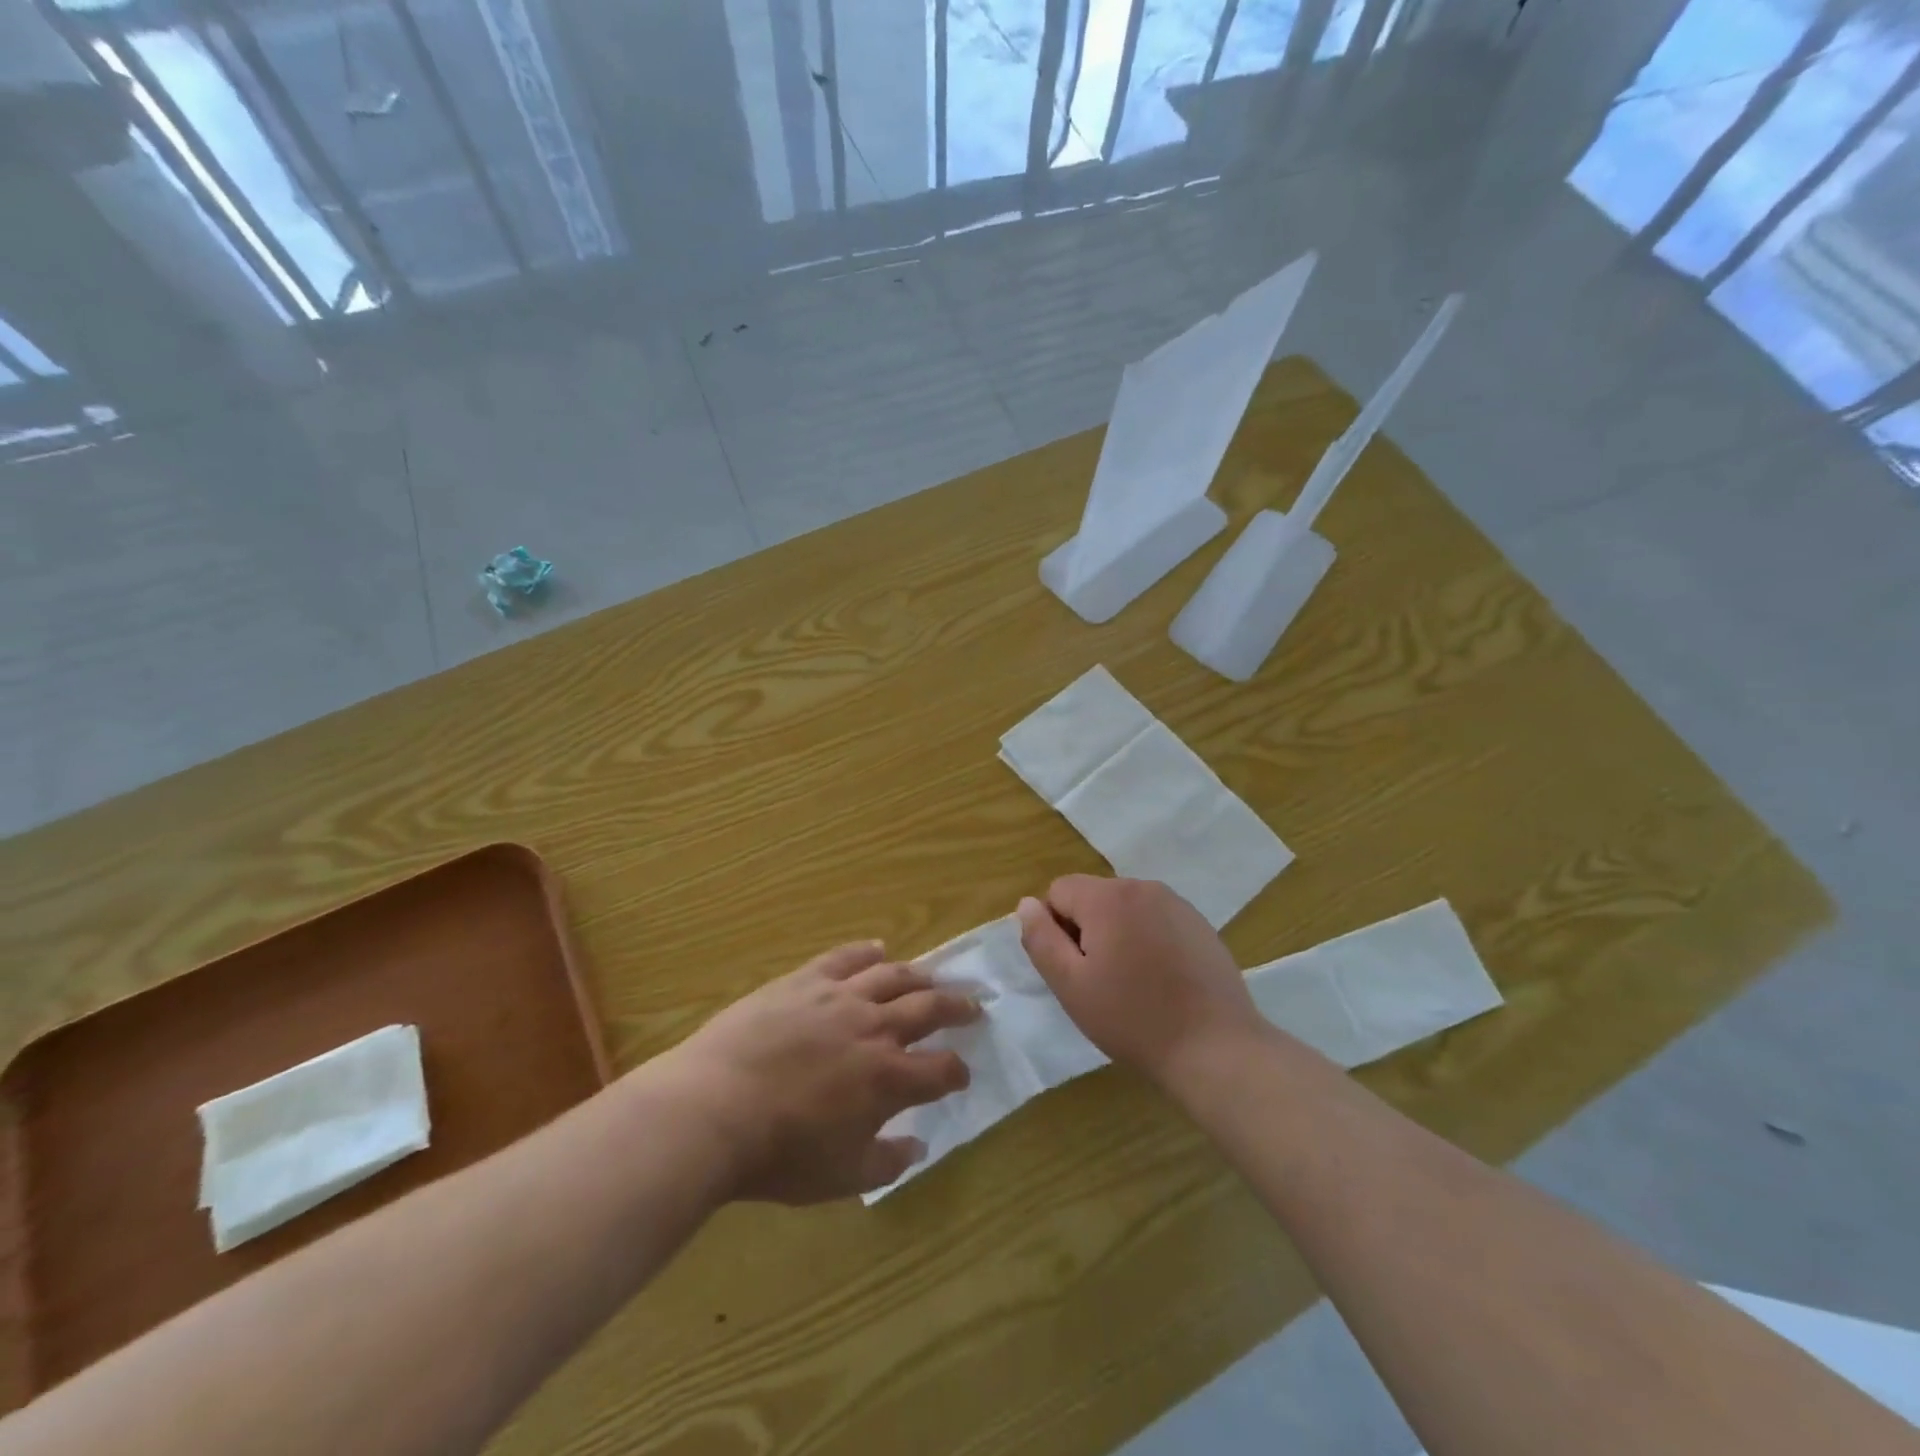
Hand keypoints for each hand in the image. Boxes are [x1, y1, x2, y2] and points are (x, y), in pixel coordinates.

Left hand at [664, 941, 977, 1202]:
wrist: (714, 1108)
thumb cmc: (779, 1153)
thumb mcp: (841, 1176)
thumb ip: (888, 1162)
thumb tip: (919, 1146)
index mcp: (888, 1078)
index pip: (940, 1069)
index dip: (957, 1071)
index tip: (962, 1072)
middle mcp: (874, 1028)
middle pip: (928, 1008)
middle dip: (957, 1008)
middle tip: (973, 1005)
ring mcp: (840, 997)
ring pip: (893, 976)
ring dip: (919, 976)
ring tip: (932, 978)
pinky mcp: (806, 979)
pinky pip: (845, 957)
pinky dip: (867, 951)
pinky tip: (879, 948)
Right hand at [1016, 875, 1264, 1082]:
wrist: (1216, 1048)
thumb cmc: (1133, 1019)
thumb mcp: (1071, 985)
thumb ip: (1041, 939)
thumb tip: (1027, 904)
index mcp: (1108, 897)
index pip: (1058, 891)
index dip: (1055, 928)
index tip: (1073, 969)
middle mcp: (1143, 887)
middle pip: (1093, 896)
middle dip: (1086, 930)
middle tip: (1100, 981)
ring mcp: (1177, 904)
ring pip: (1125, 908)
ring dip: (1117, 934)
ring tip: (1132, 983)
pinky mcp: (1200, 924)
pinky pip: (1155, 920)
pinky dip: (1148, 940)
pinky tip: (1161, 981)